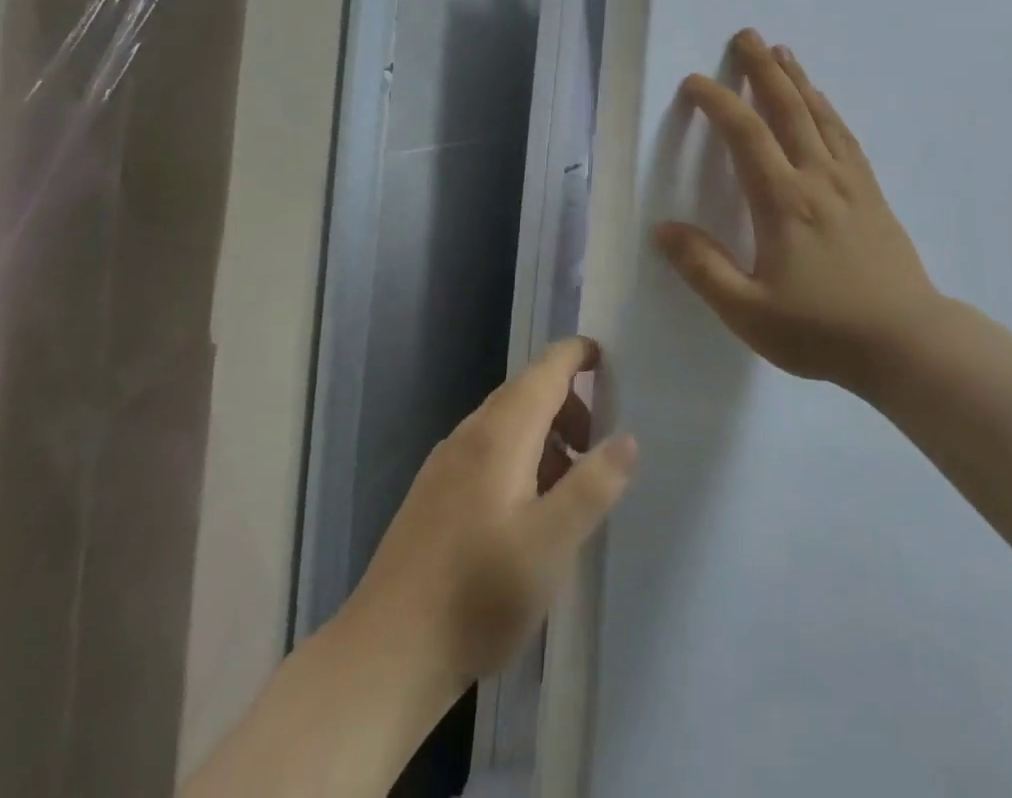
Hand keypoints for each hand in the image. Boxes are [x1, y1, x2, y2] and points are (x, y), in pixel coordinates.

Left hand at [337, 337, 636, 698]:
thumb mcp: (552, 543)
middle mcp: (470, 435)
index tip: (609, 363)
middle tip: (599, 446)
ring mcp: (444, 465)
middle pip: (527, 392)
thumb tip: (626, 439)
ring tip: (569, 489)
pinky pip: (487, 452)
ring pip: (506, 424)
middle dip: (569, 405)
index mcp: (501, 433)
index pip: (546, 368)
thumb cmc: (478, 593)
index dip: (578, 355)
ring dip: (546, 437)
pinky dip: (520, 459)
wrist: (385, 658)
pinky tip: (526, 515)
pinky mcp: (432, 496)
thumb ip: (594, 485)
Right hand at [653, 29, 942, 389]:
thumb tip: (663, 229)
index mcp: (783, 202)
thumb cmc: (822, 330)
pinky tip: (824, 105)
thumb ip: (703, 268)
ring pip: (820, 116)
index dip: (718, 103)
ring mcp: (851, 183)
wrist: (906, 342)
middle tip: (747, 35)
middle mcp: (818, 178)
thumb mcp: (748, 312)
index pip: (746, 135)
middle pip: (788, 109)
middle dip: (763, 69)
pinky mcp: (872, 194)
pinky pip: (846, 137)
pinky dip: (829, 111)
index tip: (695, 82)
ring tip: (783, 52)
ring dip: (798, 81)